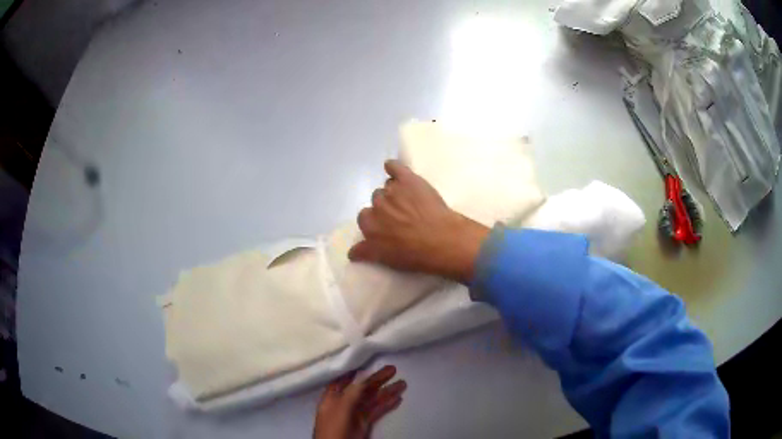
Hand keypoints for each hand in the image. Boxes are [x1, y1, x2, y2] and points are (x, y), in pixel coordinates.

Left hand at [313, 365, 406, 438]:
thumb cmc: (334, 427)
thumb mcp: (341, 408)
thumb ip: (352, 393)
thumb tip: (364, 379)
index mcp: (332, 398)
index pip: (343, 380)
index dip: (354, 371)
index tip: (367, 361)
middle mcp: (343, 404)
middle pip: (361, 388)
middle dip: (376, 379)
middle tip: (393, 369)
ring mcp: (354, 415)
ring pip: (371, 400)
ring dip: (386, 392)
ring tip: (403, 383)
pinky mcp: (363, 424)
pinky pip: (376, 411)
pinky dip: (387, 405)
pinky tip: (398, 399)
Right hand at [349, 160, 489, 283]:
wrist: (442, 241)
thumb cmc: (415, 255)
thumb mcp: (386, 259)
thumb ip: (366, 252)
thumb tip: (352, 252)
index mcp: (369, 225)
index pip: (365, 218)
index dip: (377, 221)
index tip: (387, 227)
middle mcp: (377, 205)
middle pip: (376, 200)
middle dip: (386, 207)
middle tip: (401, 216)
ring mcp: (392, 190)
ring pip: (388, 187)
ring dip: (395, 192)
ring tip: (410, 201)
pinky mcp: (408, 179)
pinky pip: (394, 167)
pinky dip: (393, 167)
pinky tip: (392, 167)